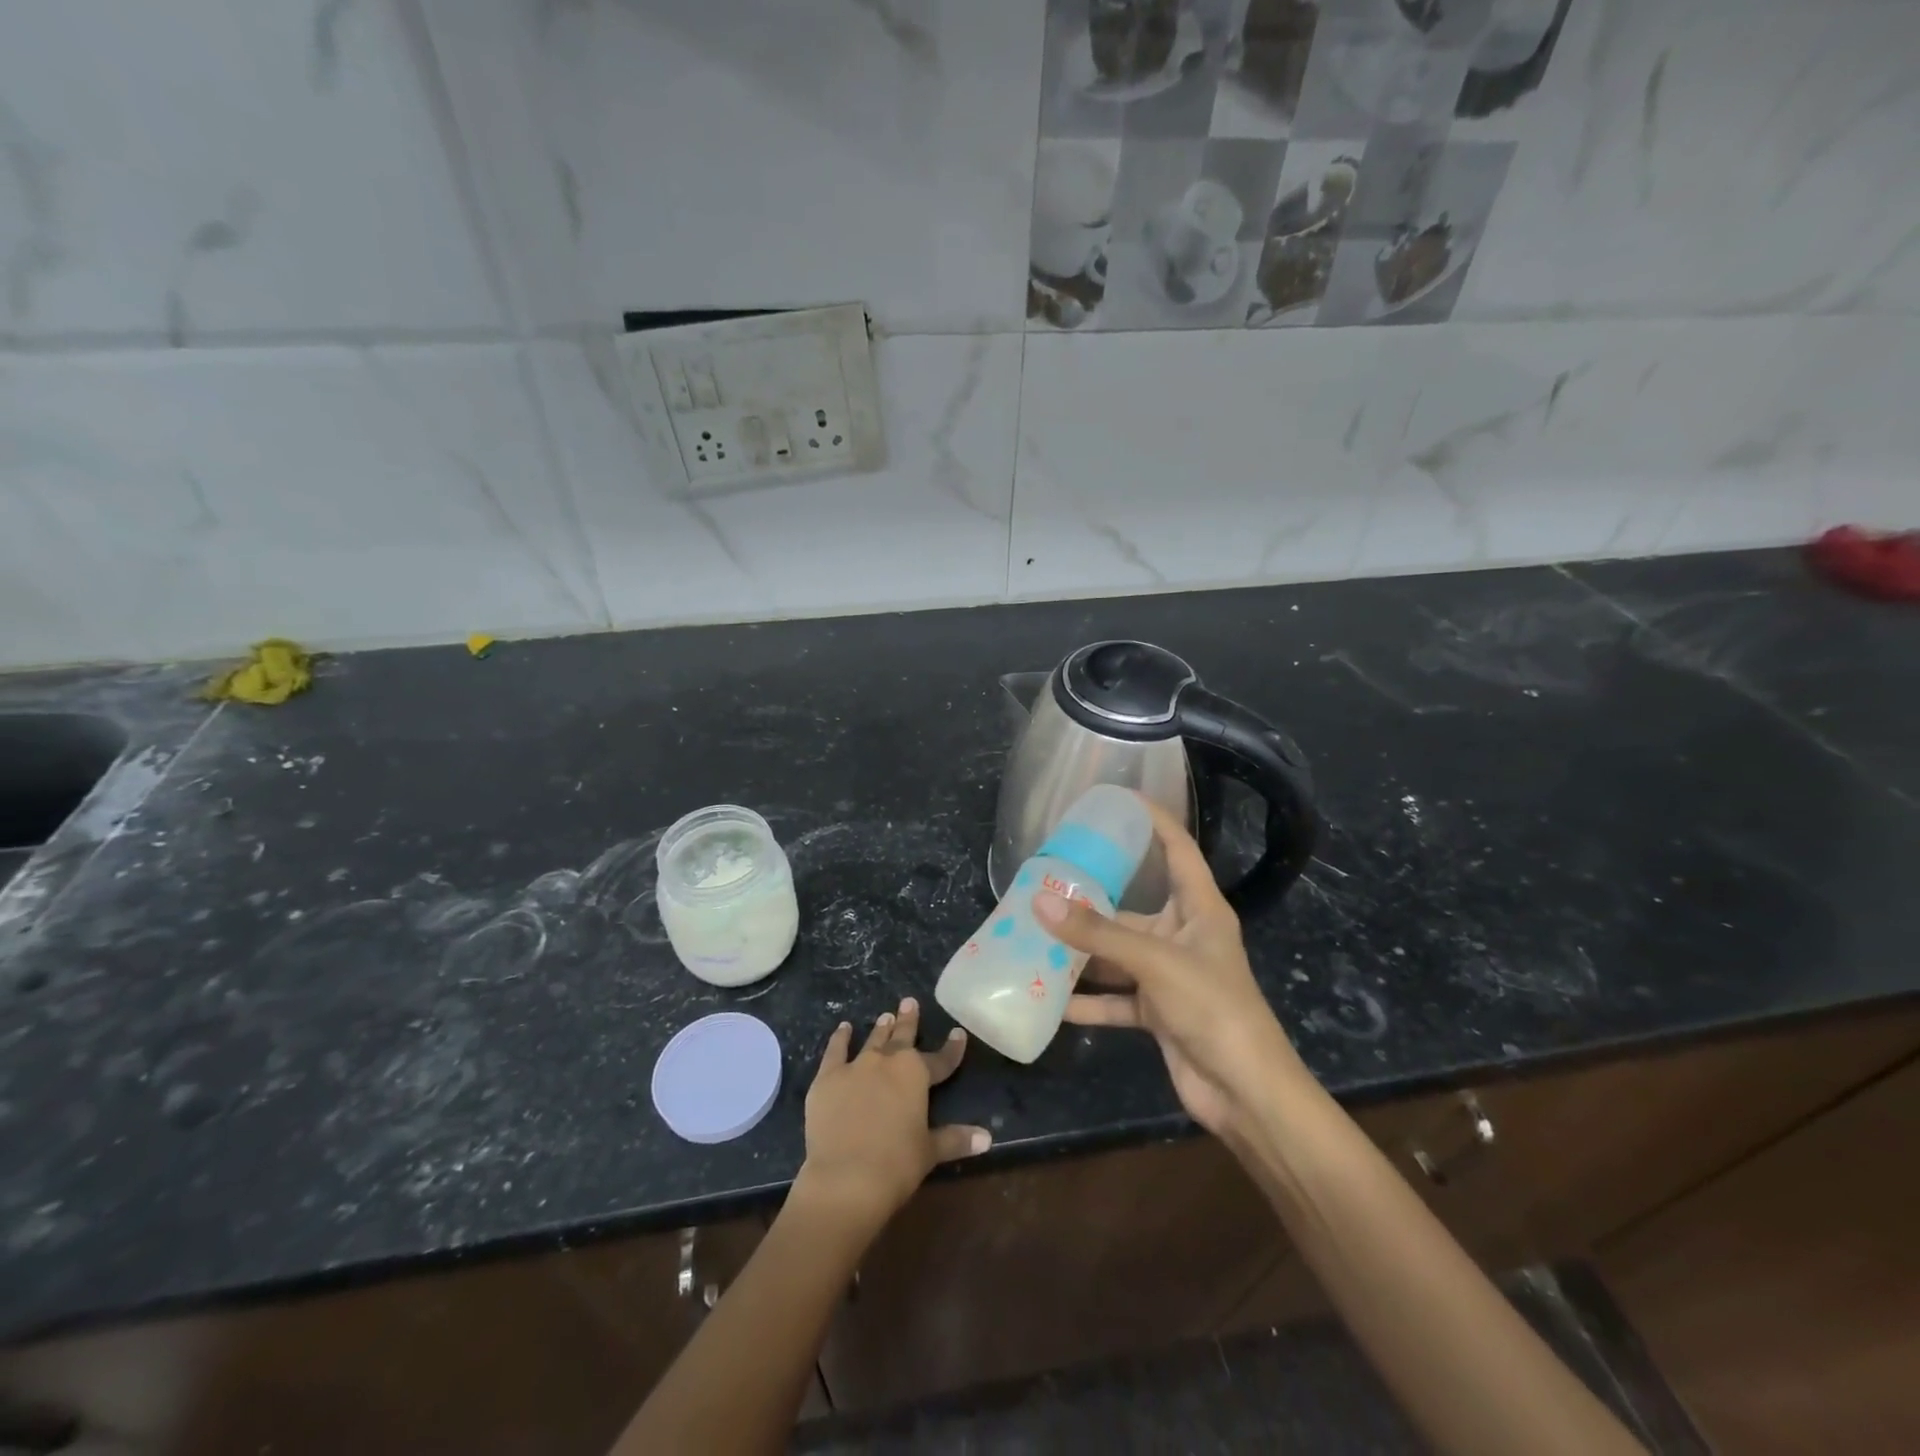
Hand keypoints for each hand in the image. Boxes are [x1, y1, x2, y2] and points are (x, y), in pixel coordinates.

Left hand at [795, 997, 990, 1231]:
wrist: (846, 1177)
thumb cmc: (896, 1164)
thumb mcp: (930, 1151)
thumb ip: (956, 1139)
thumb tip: (987, 1138)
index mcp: (916, 1074)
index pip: (941, 1059)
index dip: (952, 1048)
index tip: (958, 1033)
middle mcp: (888, 1062)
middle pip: (902, 1037)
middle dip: (909, 1020)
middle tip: (909, 1002)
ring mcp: (856, 1066)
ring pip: (873, 1040)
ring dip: (881, 1028)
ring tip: (886, 1015)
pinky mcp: (828, 1077)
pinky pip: (835, 1051)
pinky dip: (840, 1038)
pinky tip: (844, 1028)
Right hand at [1034, 798, 1303, 1138]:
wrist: (1247, 1094)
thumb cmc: (1213, 1009)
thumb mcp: (1155, 963)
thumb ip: (1098, 934)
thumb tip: (1039, 903)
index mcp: (1200, 909)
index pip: (1178, 849)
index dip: (1153, 820)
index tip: (1117, 799)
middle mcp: (1183, 936)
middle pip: (1133, 906)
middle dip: (1092, 898)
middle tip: (1046, 881)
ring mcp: (1169, 976)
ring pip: (1118, 954)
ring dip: (1083, 952)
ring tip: (1035, 936)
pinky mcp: (1158, 1012)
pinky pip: (1115, 998)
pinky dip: (1088, 1000)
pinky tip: (1051, 1000)